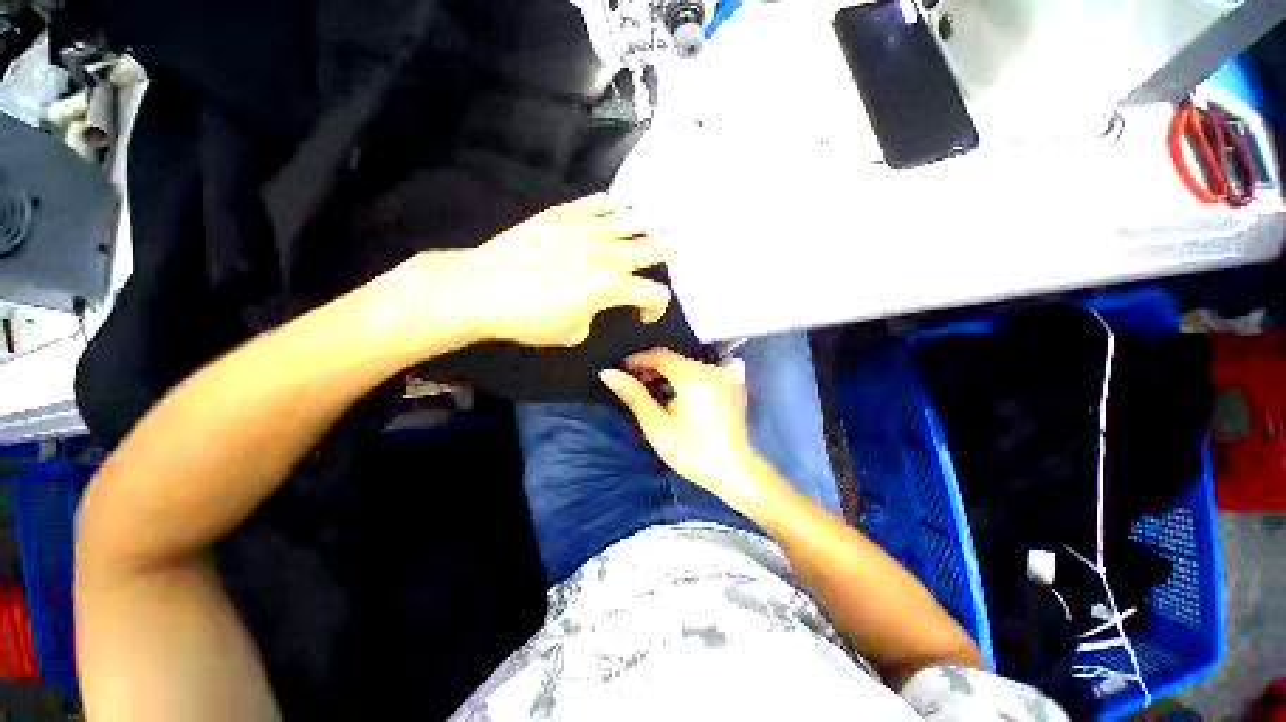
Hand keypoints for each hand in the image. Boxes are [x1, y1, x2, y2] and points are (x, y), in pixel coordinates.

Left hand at [464, 192, 670, 346]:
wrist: (483, 289)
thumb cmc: (530, 319)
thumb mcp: (574, 332)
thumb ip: (596, 314)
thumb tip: (595, 303)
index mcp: (613, 286)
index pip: (656, 293)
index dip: (657, 308)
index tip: (642, 316)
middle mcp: (609, 253)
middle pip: (656, 248)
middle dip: (668, 258)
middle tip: (667, 262)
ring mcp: (588, 228)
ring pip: (635, 219)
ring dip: (645, 232)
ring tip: (643, 237)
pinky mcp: (566, 213)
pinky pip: (601, 202)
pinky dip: (612, 211)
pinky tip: (609, 220)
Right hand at [600, 348, 788, 516]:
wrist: (734, 471)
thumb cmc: (691, 451)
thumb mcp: (657, 425)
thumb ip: (634, 395)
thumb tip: (608, 373)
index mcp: (693, 375)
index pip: (660, 354)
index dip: (638, 359)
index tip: (620, 370)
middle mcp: (711, 369)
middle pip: (674, 359)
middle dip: (650, 368)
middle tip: (632, 383)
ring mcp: (724, 376)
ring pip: (687, 365)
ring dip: (666, 374)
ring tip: (648, 390)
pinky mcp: (731, 385)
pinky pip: (700, 373)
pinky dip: (683, 379)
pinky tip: (673, 394)